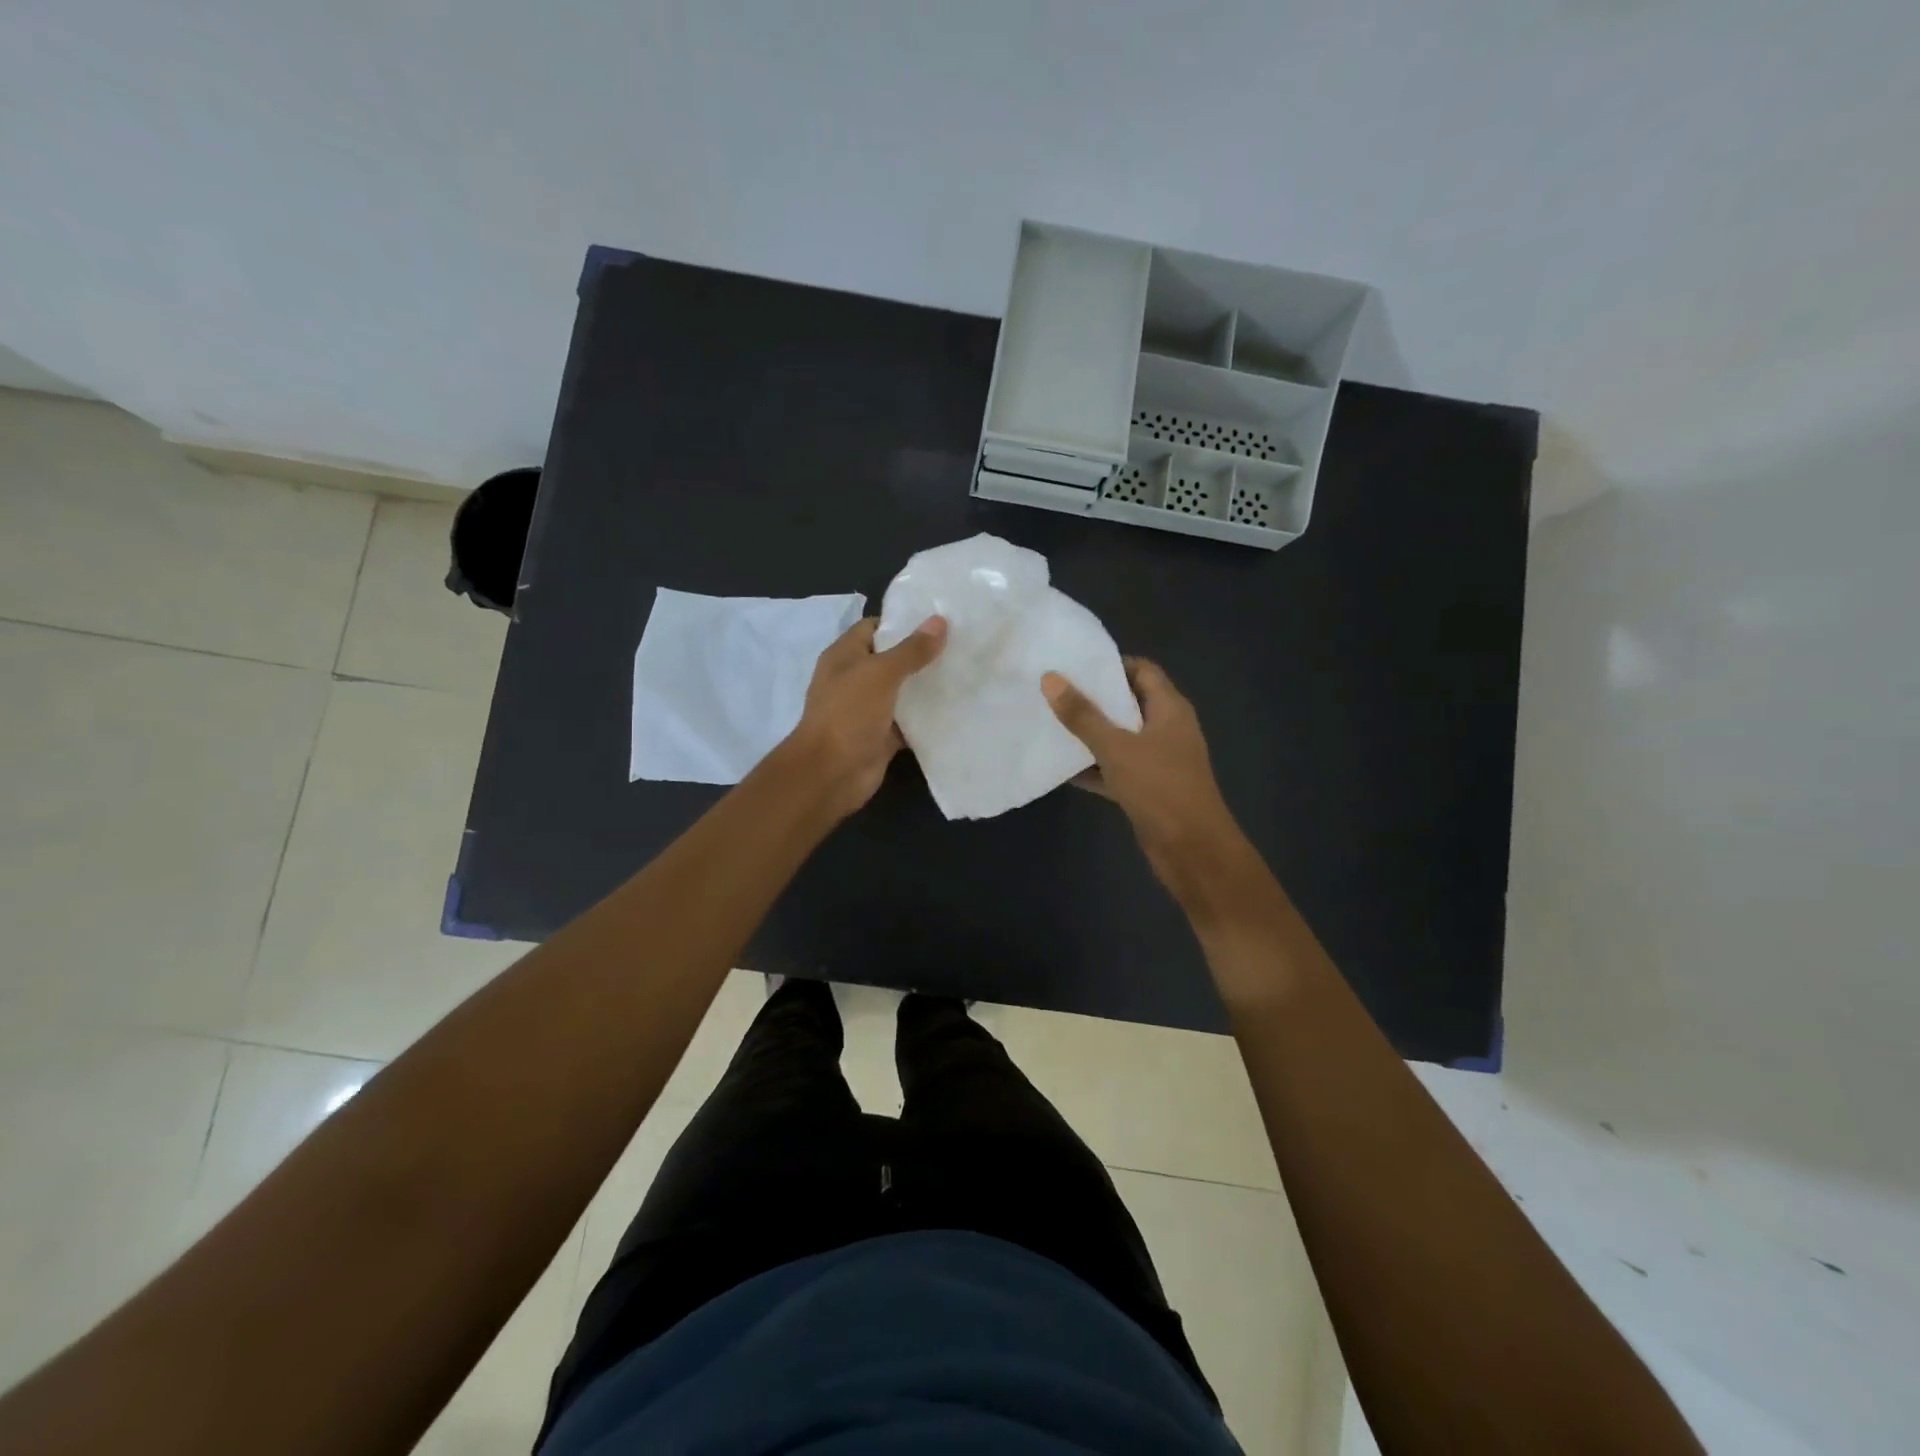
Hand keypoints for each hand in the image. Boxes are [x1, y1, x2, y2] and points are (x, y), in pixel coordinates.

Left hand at [787, 615, 945, 818]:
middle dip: (922, 654)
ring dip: (927, 686)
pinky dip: (927, 718)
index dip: (903, 622)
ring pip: (902, 692)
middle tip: (961, 645)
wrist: (831, 773)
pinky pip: (908, 722)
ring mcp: (868, 709)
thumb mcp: (880, 674)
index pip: (874, 628)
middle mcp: (855, 679)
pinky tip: (957, 709)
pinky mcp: (882, 736)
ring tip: (965, 672)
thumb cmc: (848, 714)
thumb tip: (939, 620)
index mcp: (845, 656)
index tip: (939, 621)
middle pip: (892, 660)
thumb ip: (911, 650)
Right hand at [1043, 659, 1251, 910]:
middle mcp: (1167, 729)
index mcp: (1170, 709)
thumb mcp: (1116, 747)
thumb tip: (1050, 678)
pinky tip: (1061, 768)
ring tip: (1050, 723)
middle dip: (1094, 698)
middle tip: (1054, 691)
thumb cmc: (1160, 787)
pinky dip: (1093, 767)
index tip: (1075, 663)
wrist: (1192, 849)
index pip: (1142, 671)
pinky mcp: (1147, 789)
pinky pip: (1116, 769)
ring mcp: (1158, 761)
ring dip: (1091, 734)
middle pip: (1129, 703)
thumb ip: (1083, 715)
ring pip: (1120, 738)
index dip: (1112, 664)